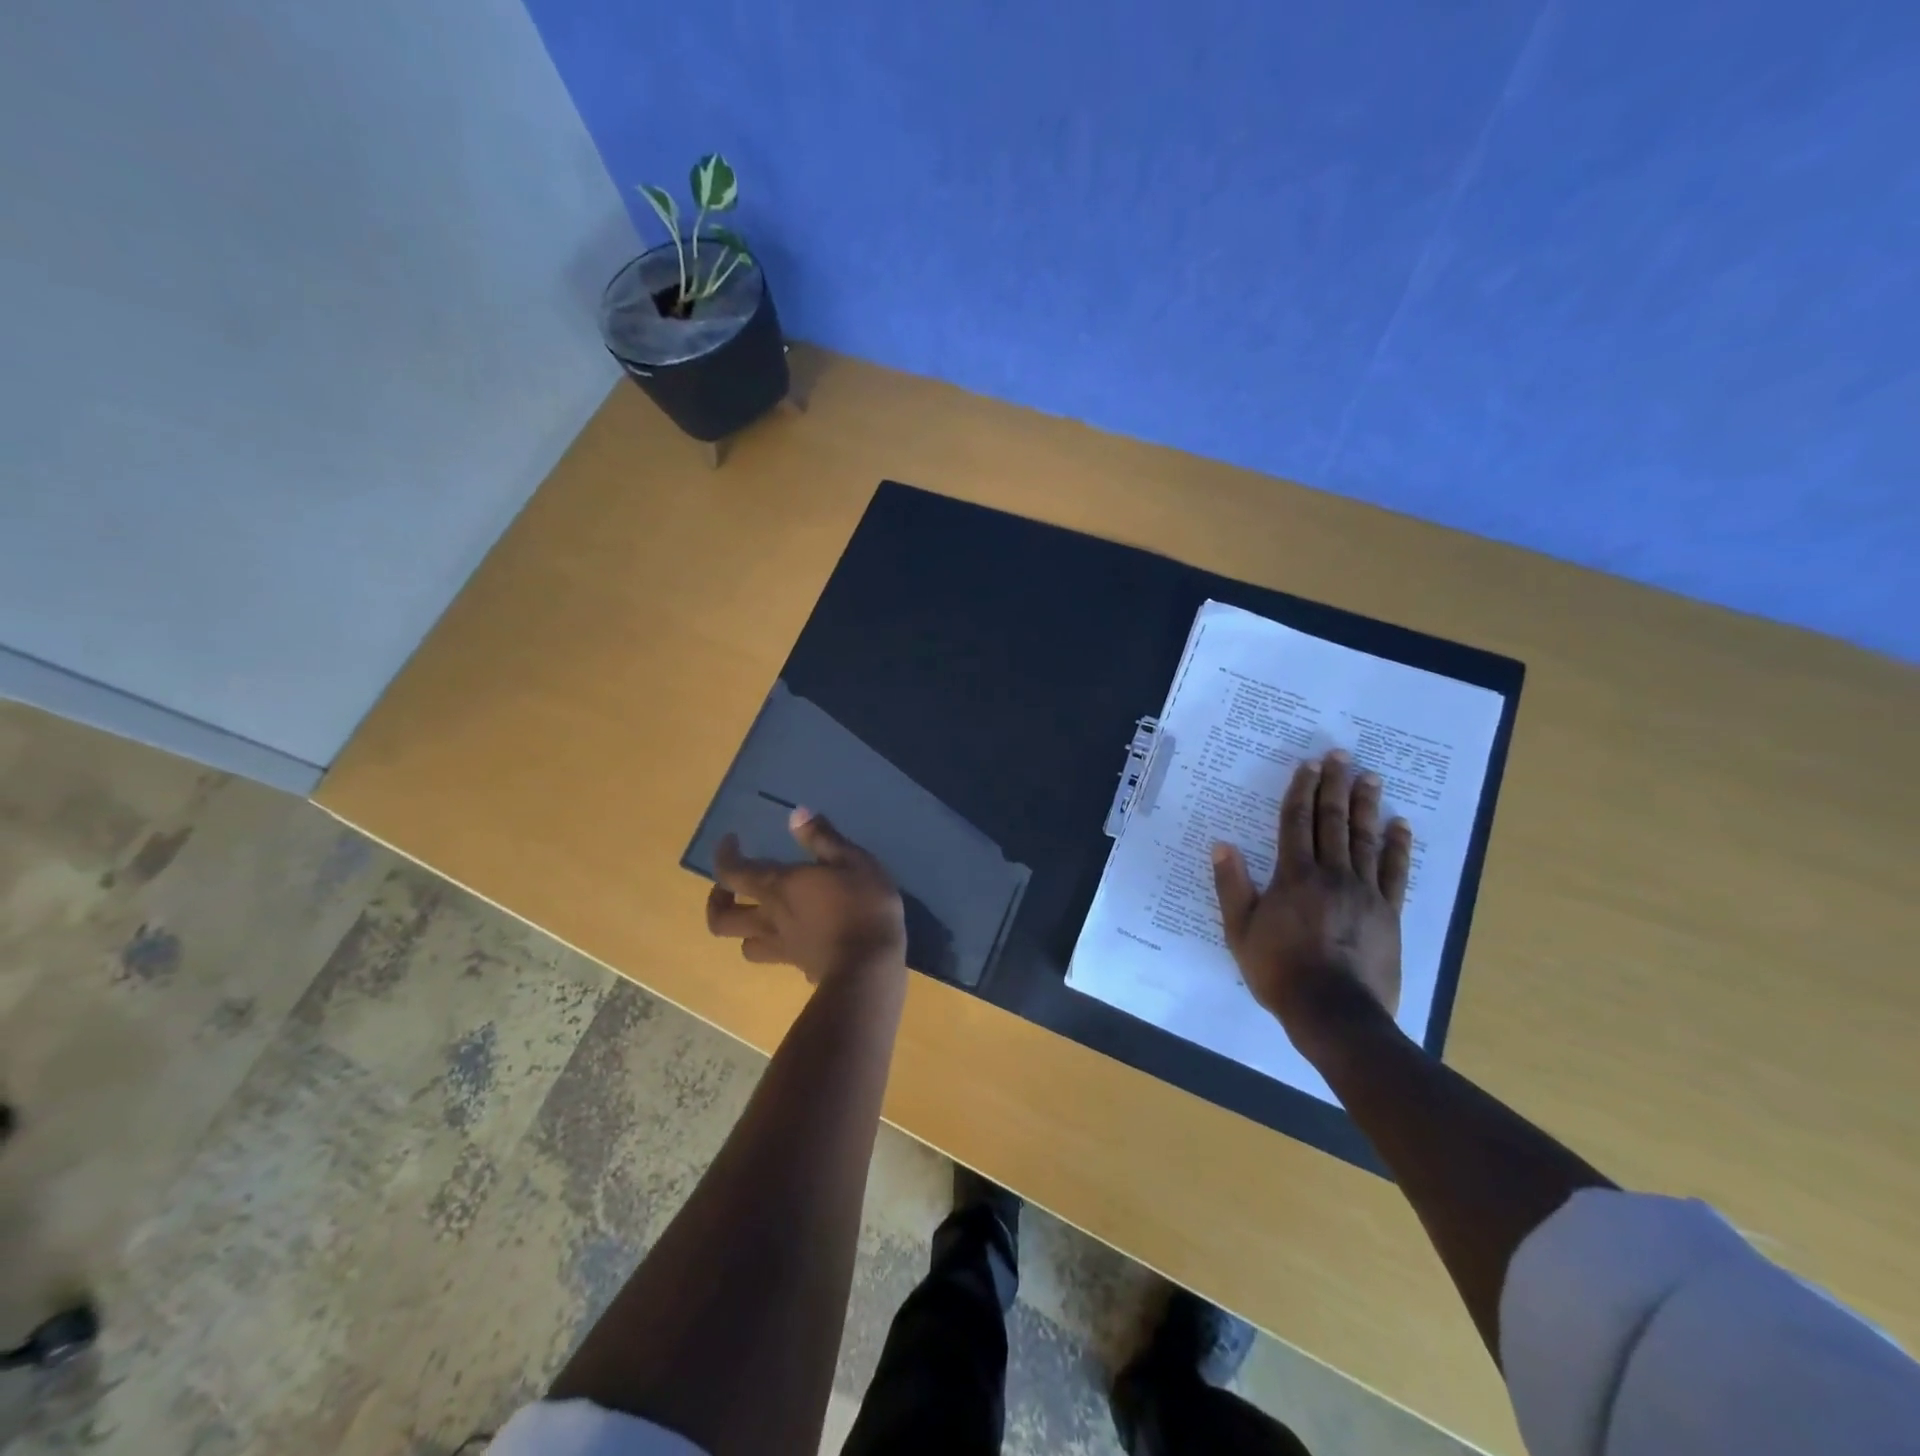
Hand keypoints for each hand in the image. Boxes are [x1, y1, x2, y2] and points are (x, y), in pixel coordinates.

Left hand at [706, 808, 906, 985]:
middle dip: (717, 901)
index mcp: (778, 888)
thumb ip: (822, 838)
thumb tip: (795, 814)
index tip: (731, 842)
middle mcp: (770, 919)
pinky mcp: (801, 968)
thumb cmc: (862, 906)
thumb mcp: (852, 861)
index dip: (724, 856)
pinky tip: (796, 940)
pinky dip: (778, 948)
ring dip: (743, 930)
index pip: (731, 873)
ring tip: (758, 917)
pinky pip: (778, 958)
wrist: (870, 968)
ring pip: (744, 944)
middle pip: (721, 919)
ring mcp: (783, 949)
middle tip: (728, 889)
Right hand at [1210, 751, 1409, 1051]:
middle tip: (1340, 755)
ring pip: (1365, 839)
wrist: (1334, 1012)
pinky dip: (1399, 846)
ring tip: (1370, 777)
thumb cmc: (1279, 970)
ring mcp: (1365, 892)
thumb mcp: (1240, 930)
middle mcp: (1331, 874)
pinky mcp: (1389, 913)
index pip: (1297, 822)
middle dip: (1335, 786)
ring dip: (1367, 805)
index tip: (1308, 765)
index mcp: (1294, 876)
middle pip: (1333, 821)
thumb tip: (1222, 845)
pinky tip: (1401, 826)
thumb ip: (1232, 885)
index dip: (1301, 791)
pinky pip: (1396, 872)